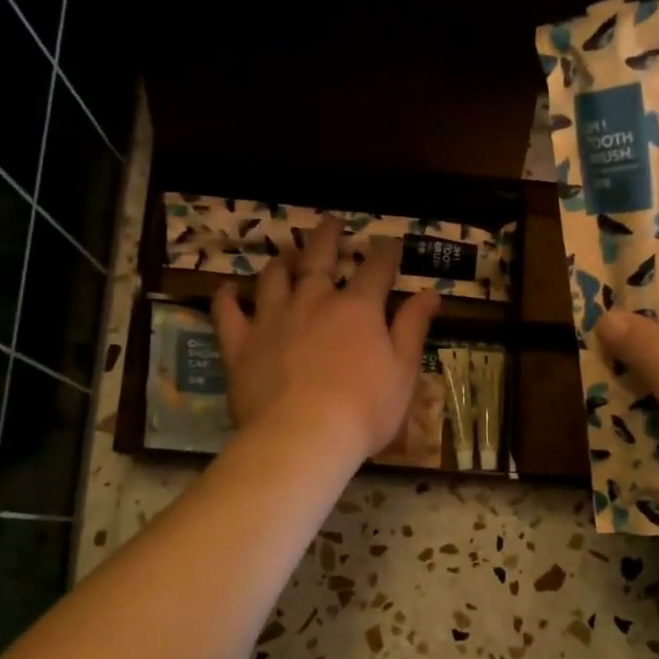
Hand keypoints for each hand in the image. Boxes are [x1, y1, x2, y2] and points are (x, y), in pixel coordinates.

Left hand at [213, 217, 440, 469]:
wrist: (303, 437)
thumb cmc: (364, 410)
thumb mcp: (403, 371)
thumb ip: (412, 328)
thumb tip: (430, 292)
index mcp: (357, 308)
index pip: (376, 270)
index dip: (386, 254)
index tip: (392, 244)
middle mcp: (313, 301)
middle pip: (319, 258)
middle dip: (328, 237)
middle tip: (332, 222)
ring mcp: (272, 319)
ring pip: (273, 277)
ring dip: (282, 261)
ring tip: (287, 253)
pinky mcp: (240, 344)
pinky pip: (227, 313)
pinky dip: (227, 297)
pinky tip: (228, 289)